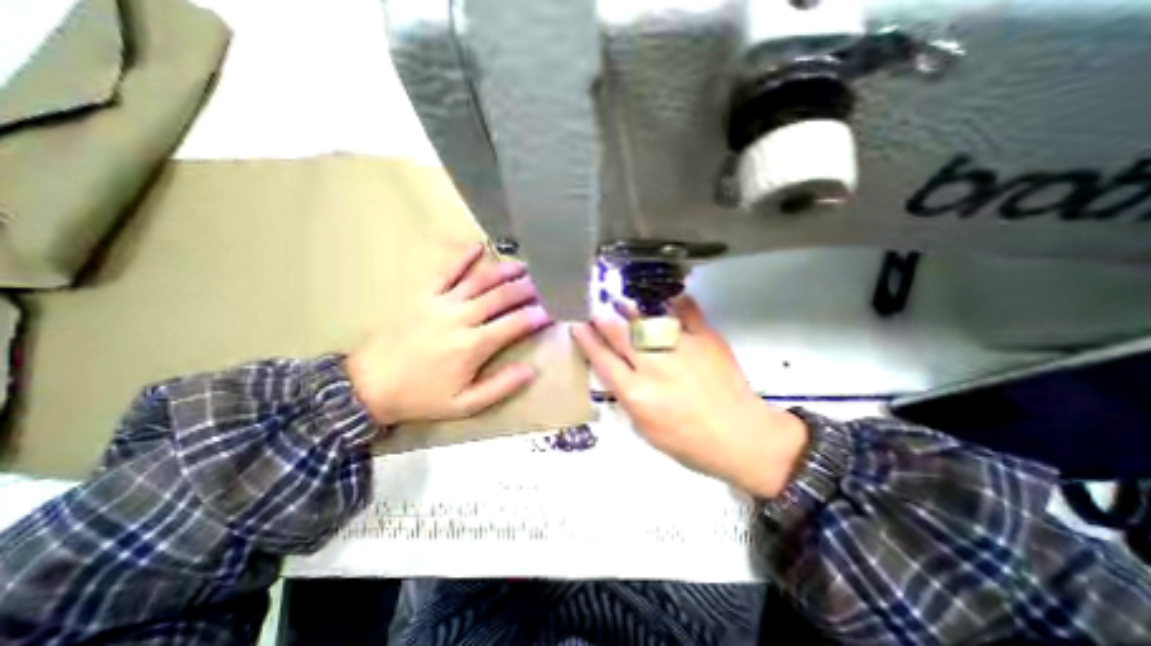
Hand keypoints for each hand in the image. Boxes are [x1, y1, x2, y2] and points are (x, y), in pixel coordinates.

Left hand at [344, 243, 549, 422]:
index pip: (514, 324)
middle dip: (526, 289)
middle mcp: (460, 318)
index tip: (552, 310)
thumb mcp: (465, 404)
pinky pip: (444, 270)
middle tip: (544, 282)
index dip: (536, 316)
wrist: (369, 386)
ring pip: (479, 281)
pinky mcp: (421, 295)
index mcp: (473, 345)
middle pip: (500, 297)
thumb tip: (530, 371)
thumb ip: (500, 386)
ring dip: (503, 271)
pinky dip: (461, 257)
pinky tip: (477, 246)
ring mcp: (440, 303)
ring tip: (523, 265)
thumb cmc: (421, 397)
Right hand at [574, 295, 807, 496]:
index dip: (587, 340)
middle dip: (602, 318)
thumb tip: (618, 372)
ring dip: (629, 308)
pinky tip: (667, 297)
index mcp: (636, 393)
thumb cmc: (689, 442)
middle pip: (620, 334)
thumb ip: (629, 397)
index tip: (578, 326)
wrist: (741, 438)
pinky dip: (677, 302)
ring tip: (620, 300)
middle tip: (595, 308)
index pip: (602, 360)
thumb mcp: (646, 430)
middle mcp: (654, 366)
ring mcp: (680, 348)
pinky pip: (687, 312)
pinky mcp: (705, 339)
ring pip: (647, 320)